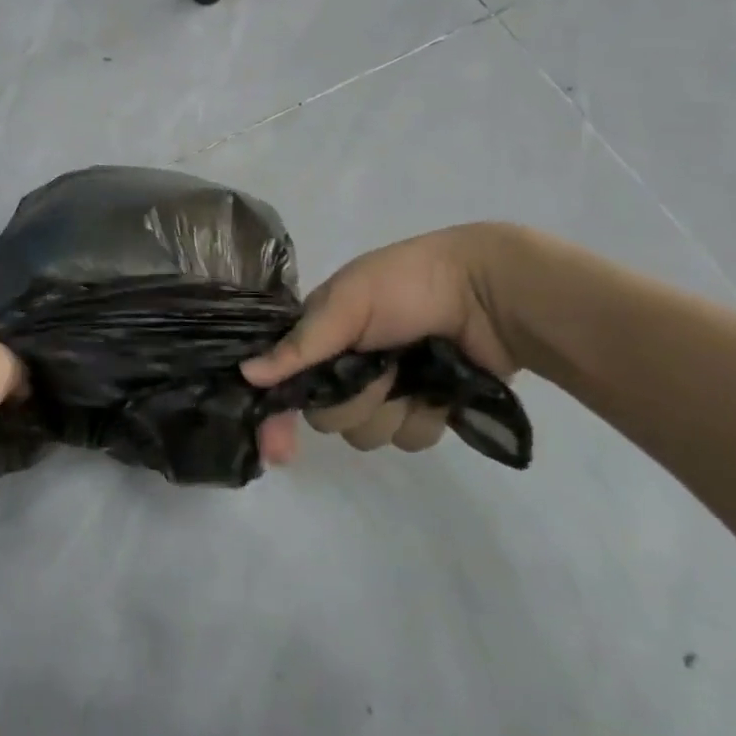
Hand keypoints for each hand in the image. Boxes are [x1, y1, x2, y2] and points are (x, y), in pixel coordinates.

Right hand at [242, 225, 518, 464]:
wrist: (488, 293)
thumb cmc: (407, 286)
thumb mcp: (348, 303)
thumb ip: (301, 344)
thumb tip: (247, 374)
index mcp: (322, 333)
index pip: (285, 380)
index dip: (277, 414)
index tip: (278, 449)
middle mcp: (347, 364)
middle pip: (326, 414)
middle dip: (353, 400)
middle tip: (378, 370)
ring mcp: (388, 389)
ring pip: (368, 433)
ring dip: (390, 410)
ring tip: (414, 376)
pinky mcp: (426, 408)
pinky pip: (409, 439)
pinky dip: (423, 418)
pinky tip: (437, 392)